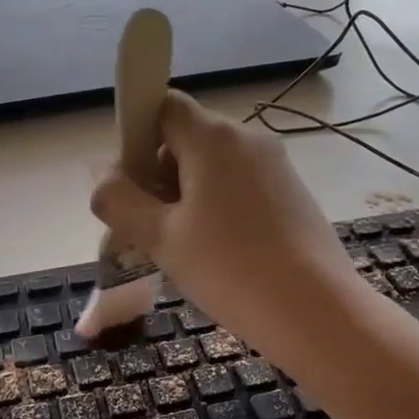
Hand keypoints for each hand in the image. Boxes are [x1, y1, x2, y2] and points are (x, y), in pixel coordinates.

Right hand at [90, 92, 359, 356]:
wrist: (317, 312)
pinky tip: (218, 255)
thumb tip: (101, 173)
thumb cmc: (230, 269)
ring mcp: (276, 166)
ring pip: (214, 168)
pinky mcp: (292, 194)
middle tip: (146, 230)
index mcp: (213, 137)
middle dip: (158, 176)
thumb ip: (120, 200)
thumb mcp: (161, 238)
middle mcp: (248, 138)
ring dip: (186, 198)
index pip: (162, 106)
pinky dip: (218, 209)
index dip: (136, 138)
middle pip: (187, 139)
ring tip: (180, 251)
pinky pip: (241, 187)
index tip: (129, 186)